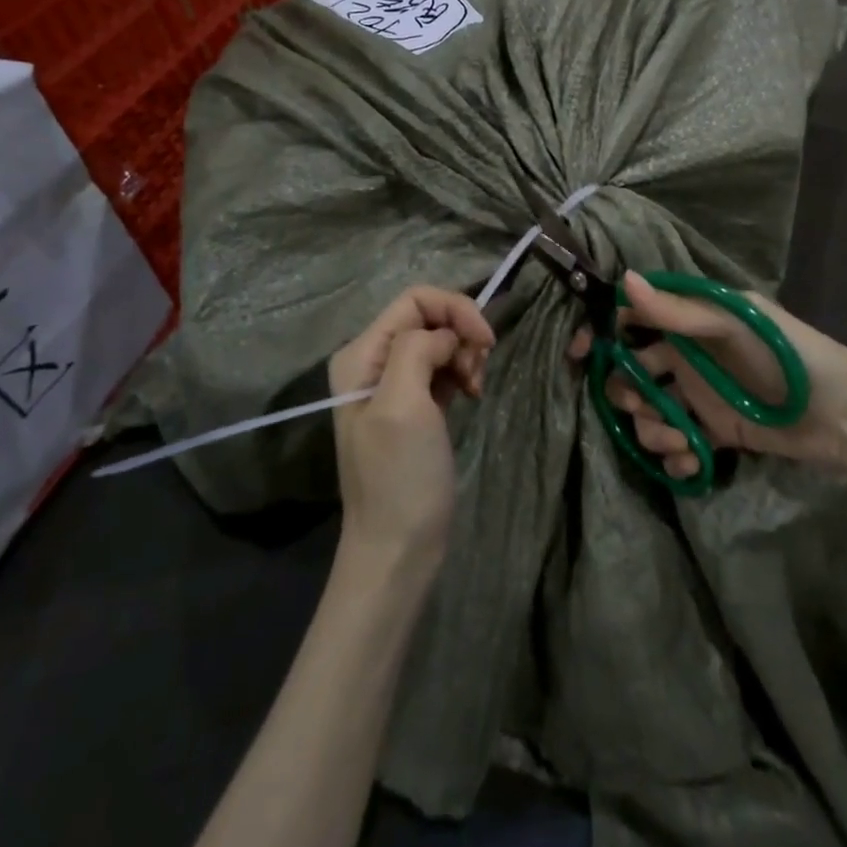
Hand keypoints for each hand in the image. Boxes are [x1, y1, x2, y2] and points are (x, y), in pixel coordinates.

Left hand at [328, 286, 495, 563]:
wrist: (398, 547)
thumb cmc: (399, 476)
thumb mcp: (402, 404)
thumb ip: (417, 349)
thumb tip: (444, 337)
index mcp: (361, 354)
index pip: (414, 299)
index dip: (454, 309)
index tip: (485, 341)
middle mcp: (373, 362)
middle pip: (428, 317)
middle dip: (462, 333)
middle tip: (479, 370)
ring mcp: (394, 385)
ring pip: (440, 341)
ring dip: (466, 355)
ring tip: (477, 387)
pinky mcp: (416, 405)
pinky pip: (444, 368)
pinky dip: (463, 373)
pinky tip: (472, 394)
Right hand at [568, 272, 846, 481]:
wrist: (840, 412)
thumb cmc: (783, 354)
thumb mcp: (731, 324)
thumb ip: (676, 310)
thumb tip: (623, 280)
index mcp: (689, 321)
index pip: (631, 319)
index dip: (601, 334)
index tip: (581, 355)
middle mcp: (686, 355)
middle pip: (631, 372)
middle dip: (628, 394)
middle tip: (647, 407)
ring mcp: (698, 395)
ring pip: (649, 412)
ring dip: (653, 430)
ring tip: (681, 441)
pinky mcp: (713, 431)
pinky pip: (676, 442)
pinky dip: (676, 454)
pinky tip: (694, 461)